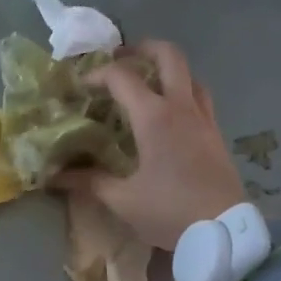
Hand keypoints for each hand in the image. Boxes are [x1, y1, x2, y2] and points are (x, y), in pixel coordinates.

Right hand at [52, 41, 245, 250]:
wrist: (223, 231)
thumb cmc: (169, 212)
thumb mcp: (123, 200)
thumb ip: (90, 182)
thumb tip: (57, 176)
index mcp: (154, 118)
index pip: (123, 77)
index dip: (98, 74)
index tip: (82, 86)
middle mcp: (182, 107)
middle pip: (168, 56)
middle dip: (142, 49)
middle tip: (122, 59)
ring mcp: (204, 119)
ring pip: (190, 74)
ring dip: (167, 70)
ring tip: (148, 84)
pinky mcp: (217, 135)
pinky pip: (201, 98)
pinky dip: (183, 92)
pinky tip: (172, 115)